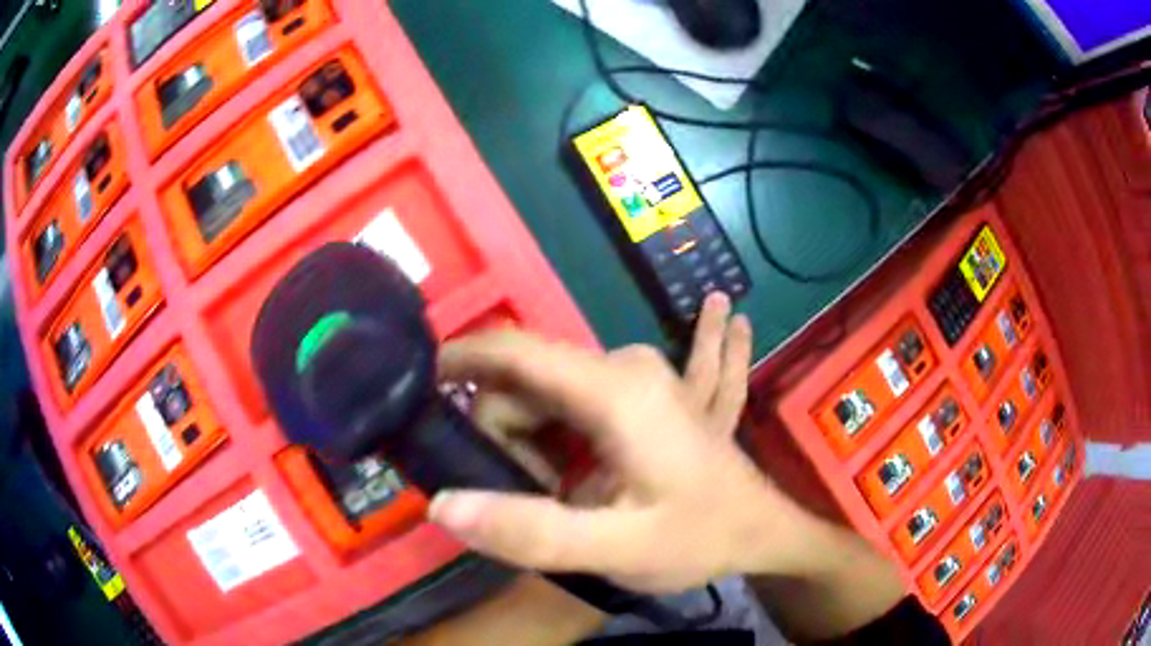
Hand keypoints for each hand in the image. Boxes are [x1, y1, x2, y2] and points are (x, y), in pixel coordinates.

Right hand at [430, 294, 833, 592]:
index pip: (518, 353)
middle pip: (534, 383)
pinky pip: (666, 360)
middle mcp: (633, 367)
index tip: (422, 381)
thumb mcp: (614, 548)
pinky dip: (666, 356)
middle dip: (511, 437)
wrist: (767, 534)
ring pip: (563, 389)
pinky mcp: (674, 394)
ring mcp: (659, 376)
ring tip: (569, 491)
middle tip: (533, 499)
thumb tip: (445, 503)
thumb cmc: (698, 539)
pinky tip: (721, 309)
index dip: (463, 359)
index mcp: (616, 390)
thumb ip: (531, 530)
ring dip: (545, 438)